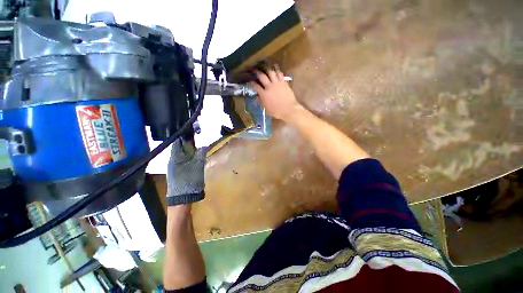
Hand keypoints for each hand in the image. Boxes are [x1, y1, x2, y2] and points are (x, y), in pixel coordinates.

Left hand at [166, 139, 206, 205]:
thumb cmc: (189, 180)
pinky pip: (181, 160)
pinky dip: (187, 156)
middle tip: (197, 140)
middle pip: (179, 147)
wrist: (182, 197)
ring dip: (188, 150)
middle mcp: (172, 160)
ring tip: (197, 147)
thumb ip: (201, 154)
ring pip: (181, 154)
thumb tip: (204, 145)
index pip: (177, 142)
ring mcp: (173, 166)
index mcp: (175, 157)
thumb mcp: (198, 166)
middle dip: (187, 143)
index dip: (184, 136)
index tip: (192, 133)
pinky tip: (193, 157)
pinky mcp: (176, 171)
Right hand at [249, 69, 303, 121]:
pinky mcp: (284, 82)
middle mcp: (269, 86)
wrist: (289, 109)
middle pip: (262, 76)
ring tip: (265, 68)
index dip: (251, 83)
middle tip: (255, 70)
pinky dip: (277, 70)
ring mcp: (277, 83)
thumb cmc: (277, 112)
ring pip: (271, 72)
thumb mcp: (267, 109)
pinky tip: (275, 68)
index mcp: (264, 94)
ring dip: (267, 69)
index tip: (249, 81)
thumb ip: (261, 102)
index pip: (255, 86)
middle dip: (257, 72)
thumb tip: (257, 97)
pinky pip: (280, 73)